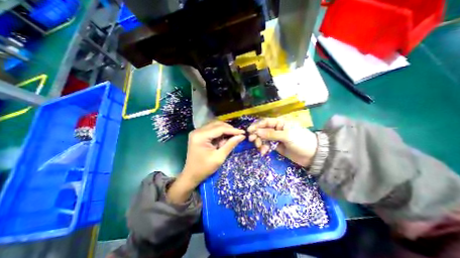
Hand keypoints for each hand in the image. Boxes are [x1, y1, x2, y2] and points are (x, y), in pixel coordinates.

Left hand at [167, 121, 245, 202]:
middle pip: (217, 124)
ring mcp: (197, 132)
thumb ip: (230, 144)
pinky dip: (219, 133)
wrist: (191, 175)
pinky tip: (223, 140)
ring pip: (215, 126)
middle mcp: (197, 131)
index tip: (243, 132)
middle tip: (238, 135)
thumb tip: (241, 136)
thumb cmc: (204, 169)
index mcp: (200, 136)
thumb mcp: (219, 157)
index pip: (219, 128)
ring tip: (231, 138)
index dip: (232, 130)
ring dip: (224, 131)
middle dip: (228, 129)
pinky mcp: (198, 134)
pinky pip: (212, 130)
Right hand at [248, 117, 316, 165]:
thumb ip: (271, 134)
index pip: (265, 122)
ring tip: (260, 148)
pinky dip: (264, 148)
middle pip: (263, 130)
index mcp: (280, 123)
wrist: (313, 155)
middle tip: (252, 141)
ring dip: (260, 143)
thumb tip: (257, 132)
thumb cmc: (301, 141)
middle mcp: (277, 129)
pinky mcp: (276, 146)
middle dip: (257, 135)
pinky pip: (267, 145)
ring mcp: (276, 138)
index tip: (249, 131)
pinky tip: (264, 152)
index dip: (256, 125)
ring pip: (264, 138)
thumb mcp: (287, 136)